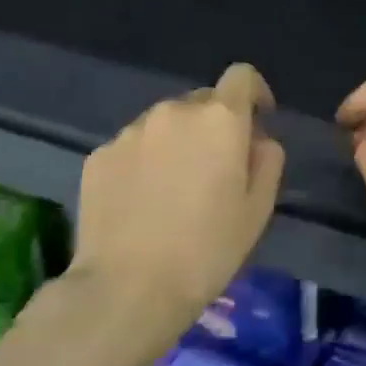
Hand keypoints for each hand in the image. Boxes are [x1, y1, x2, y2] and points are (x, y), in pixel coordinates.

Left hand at [71, 63, 284, 326]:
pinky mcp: (98, 155)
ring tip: (174, 191)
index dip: (255, 93)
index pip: (242, 76)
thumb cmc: (207, 250)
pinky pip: (133, 147)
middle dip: (215, 125)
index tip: (259, 121)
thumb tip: (257, 140)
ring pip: (164, 124)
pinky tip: (142, 203)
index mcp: (219, 120)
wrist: (127, 288)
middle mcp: (172, 112)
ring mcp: (129, 132)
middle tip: (216, 170)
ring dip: (177, 143)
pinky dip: (144, 162)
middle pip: (202, 102)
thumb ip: (267, 160)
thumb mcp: (258, 210)